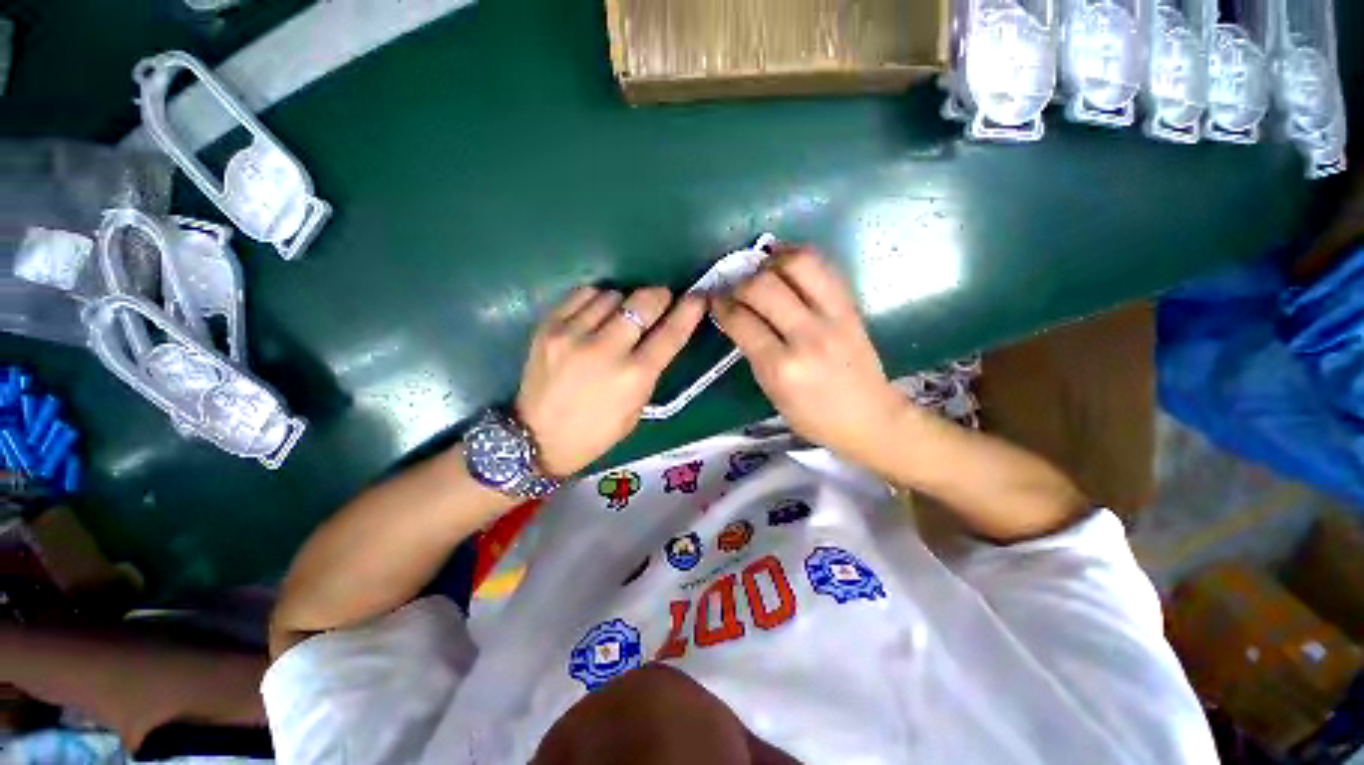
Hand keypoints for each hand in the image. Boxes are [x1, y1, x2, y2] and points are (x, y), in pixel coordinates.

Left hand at [516, 286, 704, 475]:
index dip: (689, 311)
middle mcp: (606, 351)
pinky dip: (597, 299)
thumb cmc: (596, 432)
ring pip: (613, 295)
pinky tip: (596, 313)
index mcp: (633, 377)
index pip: (670, 334)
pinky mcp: (548, 327)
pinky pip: (583, 294)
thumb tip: (658, 333)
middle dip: (658, 296)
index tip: (698, 297)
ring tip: (620, 316)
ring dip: (625, 302)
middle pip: (643, 303)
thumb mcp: (636, 408)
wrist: (536, 439)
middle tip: (660, 299)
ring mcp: (573, 335)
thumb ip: (649, 370)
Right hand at [711, 245, 906, 460]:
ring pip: (797, 264)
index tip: (713, 300)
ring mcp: (834, 317)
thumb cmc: (813, 417)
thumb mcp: (772, 393)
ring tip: (760, 269)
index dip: (720, 305)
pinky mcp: (851, 307)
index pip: (741, 321)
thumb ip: (753, 353)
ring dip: (770, 261)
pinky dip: (798, 258)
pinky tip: (784, 264)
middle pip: (763, 286)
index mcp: (781, 368)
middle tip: (733, 288)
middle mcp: (807, 337)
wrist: (870, 417)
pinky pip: (823, 268)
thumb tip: (736, 318)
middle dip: (739, 282)